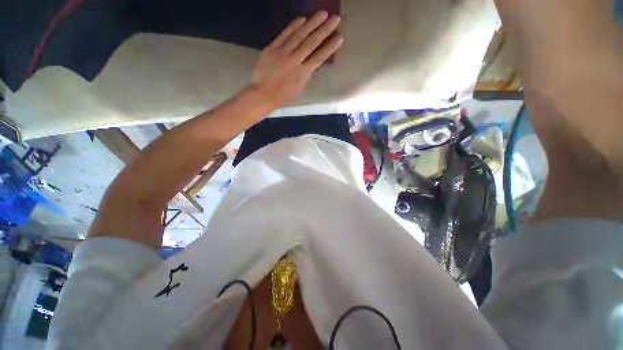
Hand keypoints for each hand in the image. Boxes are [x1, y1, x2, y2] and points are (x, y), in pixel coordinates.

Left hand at [249, 11, 342, 108]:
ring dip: (312, 23)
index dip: (330, 47)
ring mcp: (283, 52)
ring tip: (322, 14)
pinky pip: (285, 34)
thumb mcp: (299, 88)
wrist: (263, 93)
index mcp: (302, 74)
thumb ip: (306, 75)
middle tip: (335, 19)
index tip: (339, 38)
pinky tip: (302, 19)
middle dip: (325, 30)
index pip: (319, 58)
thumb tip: (312, 62)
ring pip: (299, 35)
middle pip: (312, 42)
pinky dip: (294, 25)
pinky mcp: (272, 48)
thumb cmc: (283, 95)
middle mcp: (294, 60)